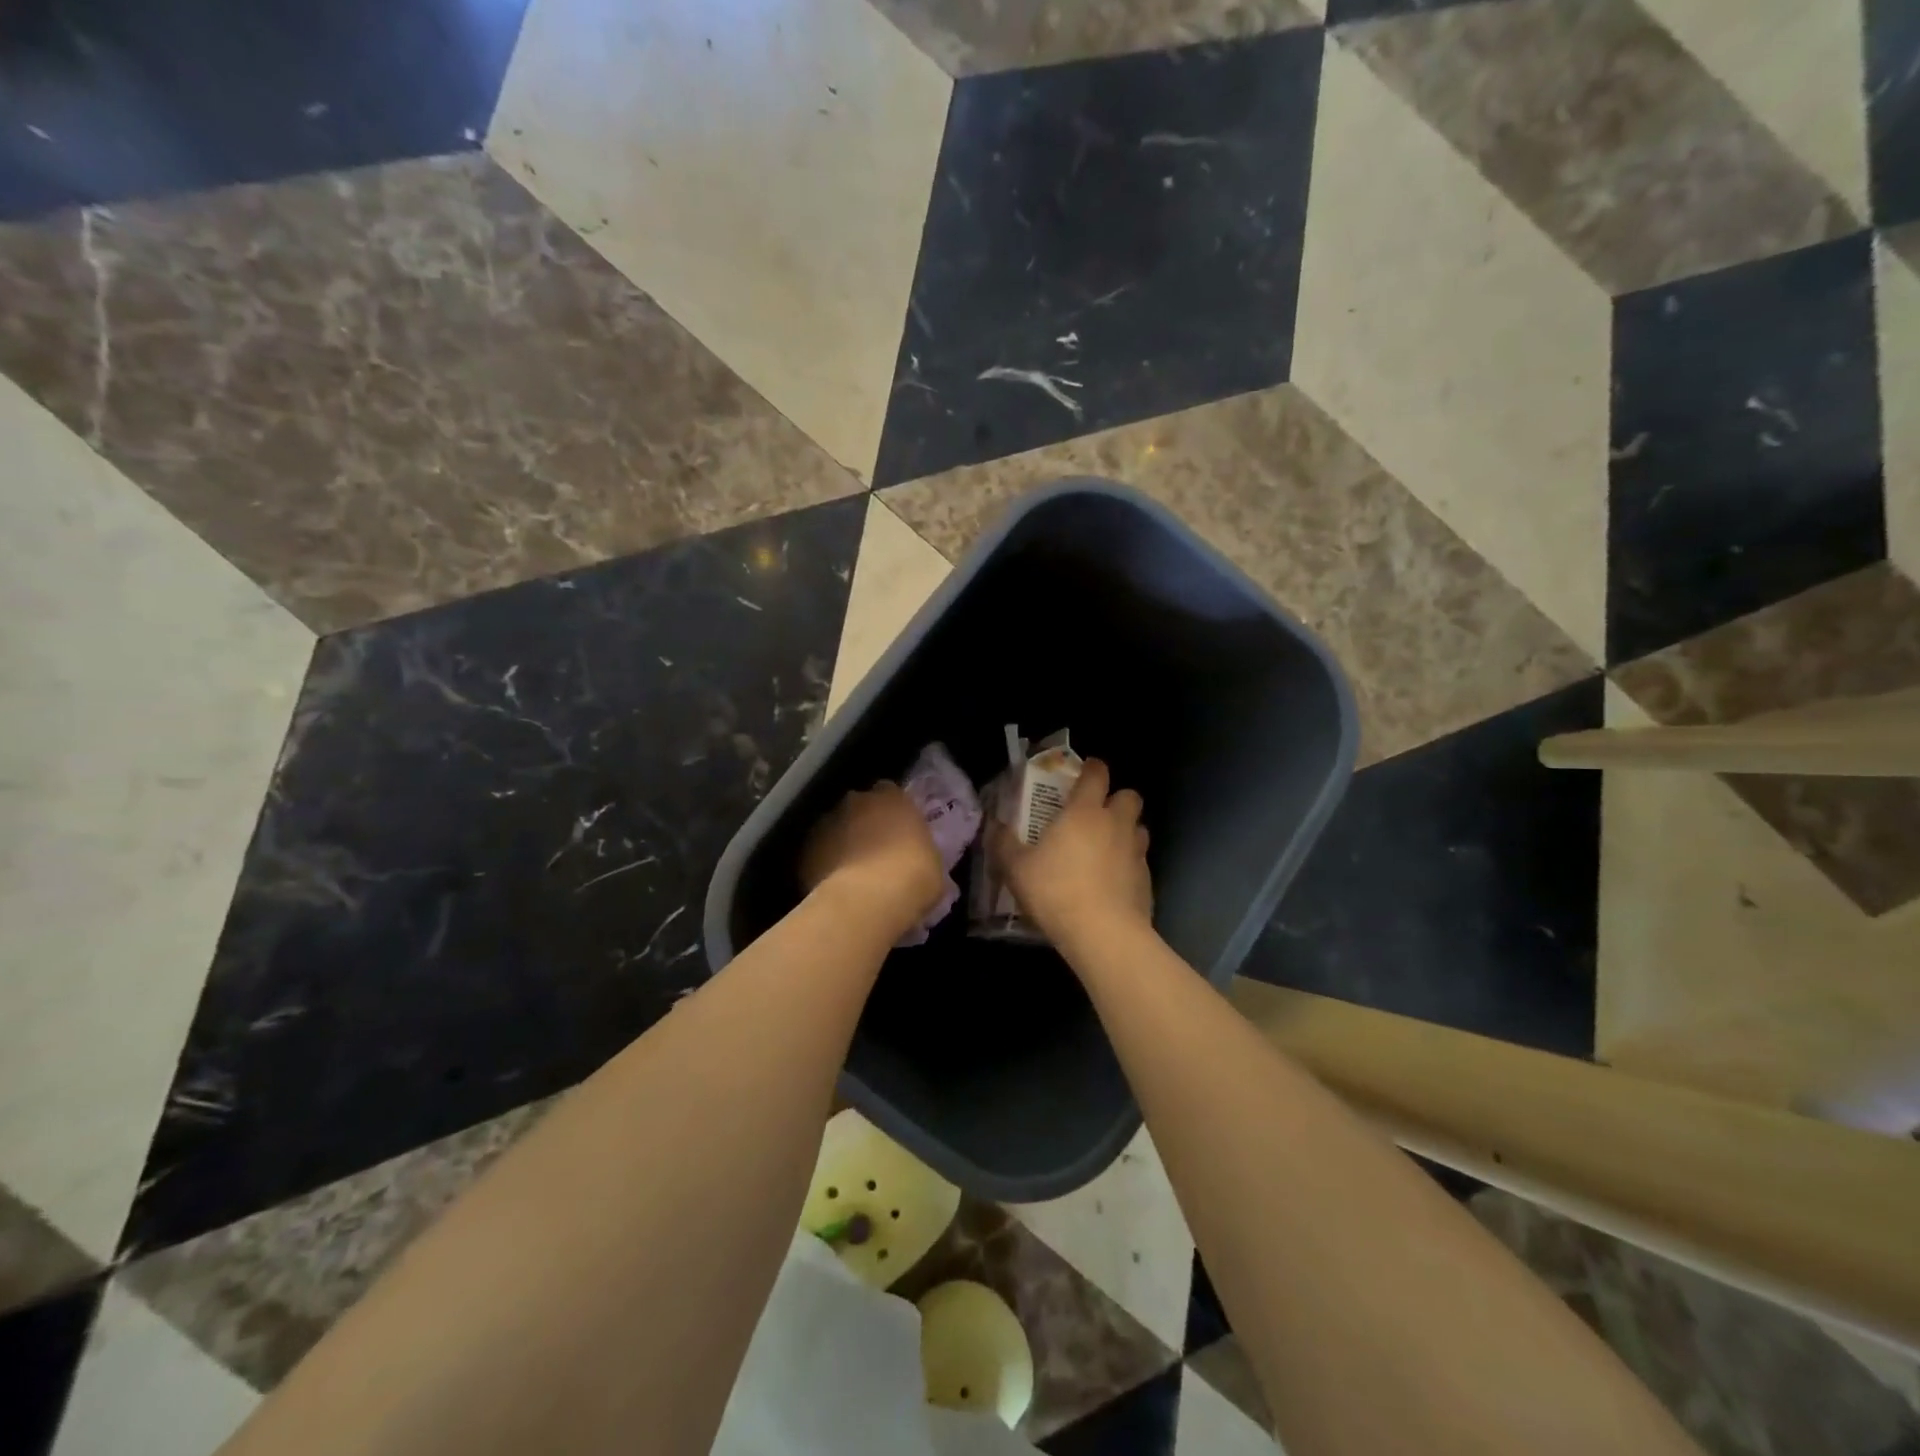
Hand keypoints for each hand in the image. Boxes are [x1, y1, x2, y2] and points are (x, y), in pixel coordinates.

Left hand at [801, 783, 945, 938]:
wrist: (868, 900)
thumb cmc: (914, 877)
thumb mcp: (933, 864)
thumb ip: (920, 852)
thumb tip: (916, 863)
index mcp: (893, 797)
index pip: (890, 793)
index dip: (891, 812)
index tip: (896, 831)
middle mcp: (856, 800)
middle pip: (858, 807)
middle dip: (862, 824)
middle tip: (873, 852)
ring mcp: (826, 822)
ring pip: (834, 828)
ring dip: (840, 843)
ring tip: (850, 872)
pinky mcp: (805, 848)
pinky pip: (817, 853)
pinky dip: (822, 864)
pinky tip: (832, 886)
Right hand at [988, 759, 1151, 945]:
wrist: (1103, 935)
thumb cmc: (1056, 892)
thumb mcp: (1016, 869)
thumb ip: (1003, 844)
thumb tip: (992, 825)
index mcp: (1084, 812)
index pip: (1097, 774)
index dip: (1092, 768)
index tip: (1084, 771)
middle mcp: (1115, 824)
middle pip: (1129, 796)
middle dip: (1115, 799)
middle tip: (1095, 814)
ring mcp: (1136, 852)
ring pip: (1138, 828)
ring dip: (1125, 830)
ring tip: (1105, 847)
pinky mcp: (1147, 880)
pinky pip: (1140, 861)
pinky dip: (1128, 864)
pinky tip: (1111, 882)